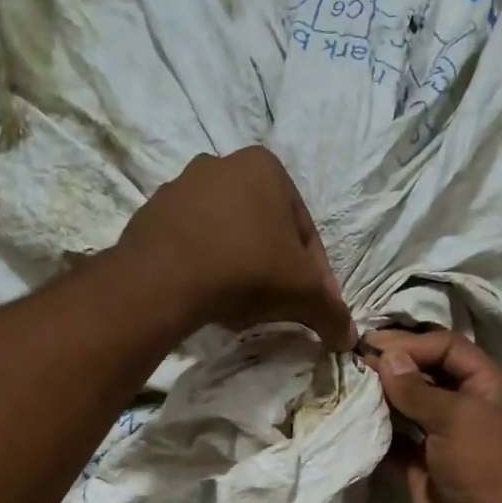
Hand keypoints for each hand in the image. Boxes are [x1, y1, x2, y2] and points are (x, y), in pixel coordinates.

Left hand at [112, 146, 354, 349]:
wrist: (164, 279)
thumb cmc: (247, 270)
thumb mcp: (303, 294)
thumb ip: (331, 313)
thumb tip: (350, 338)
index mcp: (266, 167)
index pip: (304, 231)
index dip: (315, 275)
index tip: (314, 305)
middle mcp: (222, 164)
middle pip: (264, 229)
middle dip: (275, 267)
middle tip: (280, 306)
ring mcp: (181, 187)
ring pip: (228, 235)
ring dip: (240, 266)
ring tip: (243, 305)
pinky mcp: (151, 214)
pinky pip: (193, 244)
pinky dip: (206, 267)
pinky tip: (210, 296)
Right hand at [365, 328, 501, 502]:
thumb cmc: (483, 467)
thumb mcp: (456, 419)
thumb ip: (417, 388)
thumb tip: (386, 358)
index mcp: (489, 386)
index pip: (448, 348)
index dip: (412, 343)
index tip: (373, 344)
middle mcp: (467, 405)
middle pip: (427, 372)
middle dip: (394, 364)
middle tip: (355, 358)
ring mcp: (444, 434)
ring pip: (410, 403)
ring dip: (383, 393)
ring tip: (350, 381)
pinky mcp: (422, 462)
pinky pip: (397, 436)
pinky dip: (379, 427)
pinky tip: (356, 416)